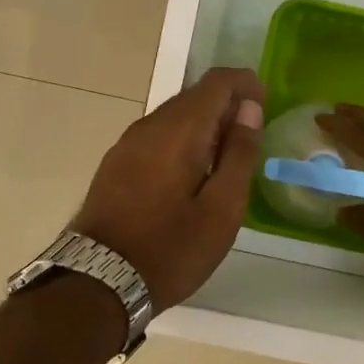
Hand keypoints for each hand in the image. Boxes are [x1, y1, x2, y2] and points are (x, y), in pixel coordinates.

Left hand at [71, 67, 265, 309]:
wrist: (98, 282)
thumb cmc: (171, 249)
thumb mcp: (221, 209)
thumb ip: (239, 154)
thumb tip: (250, 109)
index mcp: (178, 130)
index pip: (216, 82)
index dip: (245, 84)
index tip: (265, 104)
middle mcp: (149, 125)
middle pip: (194, 96)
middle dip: (226, 105)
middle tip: (251, 137)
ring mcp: (127, 144)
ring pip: (174, 116)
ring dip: (204, 125)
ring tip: (226, 158)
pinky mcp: (115, 164)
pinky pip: (157, 136)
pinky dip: (182, 140)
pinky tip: (192, 173)